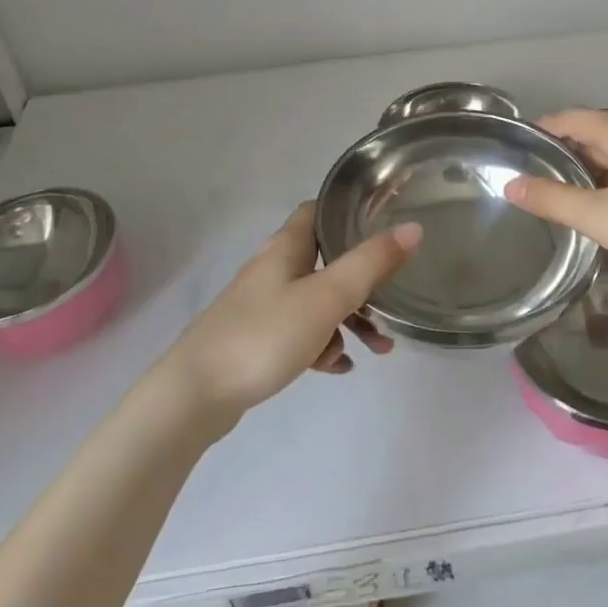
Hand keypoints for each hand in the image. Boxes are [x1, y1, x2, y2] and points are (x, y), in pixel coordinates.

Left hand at [161, 202, 420, 420]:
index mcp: (286, 247)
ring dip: (349, 320)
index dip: (350, 211)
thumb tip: (412, 228)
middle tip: (393, 301)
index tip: (385, 221)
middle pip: (326, 261)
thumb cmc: (264, 335)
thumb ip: (371, 264)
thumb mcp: (326, 297)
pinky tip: (339, 368)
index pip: (319, 210)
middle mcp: (274, 269)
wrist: (195, 396)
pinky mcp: (257, 340)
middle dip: (363, 281)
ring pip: (317, 302)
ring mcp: (263, 306)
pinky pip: (301, 334)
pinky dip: (324, 345)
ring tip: (378, 349)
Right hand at [504, 109, 607, 282]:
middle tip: (540, 175)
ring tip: (571, 190)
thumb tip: (511, 185)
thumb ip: (551, 199)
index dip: (542, 130)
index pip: (569, 119)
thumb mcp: (597, 216)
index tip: (519, 148)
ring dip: (594, 163)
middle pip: (594, 130)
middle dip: (566, 149)